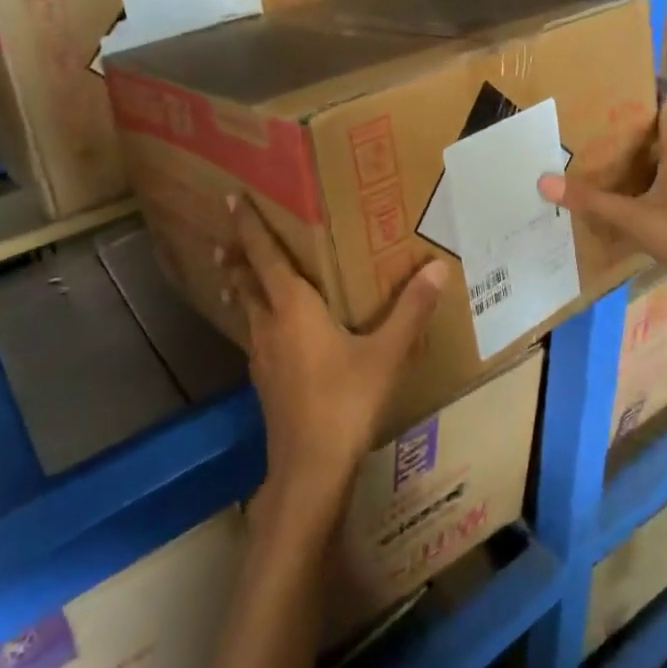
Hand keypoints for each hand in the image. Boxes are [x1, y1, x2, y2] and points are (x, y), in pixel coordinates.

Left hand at [219, 194, 448, 536]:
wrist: (309, 469)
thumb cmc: (345, 402)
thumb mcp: (386, 354)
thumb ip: (411, 310)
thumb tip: (437, 267)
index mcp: (293, 308)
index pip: (265, 256)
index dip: (249, 226)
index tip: (232, 198)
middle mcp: (269, 326)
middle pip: (247, 282)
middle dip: (238, 257)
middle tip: (228, 237)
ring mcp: (262, 357)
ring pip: (246, 311)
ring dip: (241, 289)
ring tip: (236, 276)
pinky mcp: (265, 383)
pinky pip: (254, 336)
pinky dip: (254, 319)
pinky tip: (268, 334)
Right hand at [538, 94, 666, 313]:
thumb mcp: (633, 216)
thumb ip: (592, 201)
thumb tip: (545, 180)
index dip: (663, 110)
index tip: (657, 92)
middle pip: (665, 152)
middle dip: (644, 141)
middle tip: (615, 131)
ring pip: (663, 180)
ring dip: (644, 173)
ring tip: (614, 168)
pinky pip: (662, 206)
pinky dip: (645, 202)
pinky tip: (627, 211)